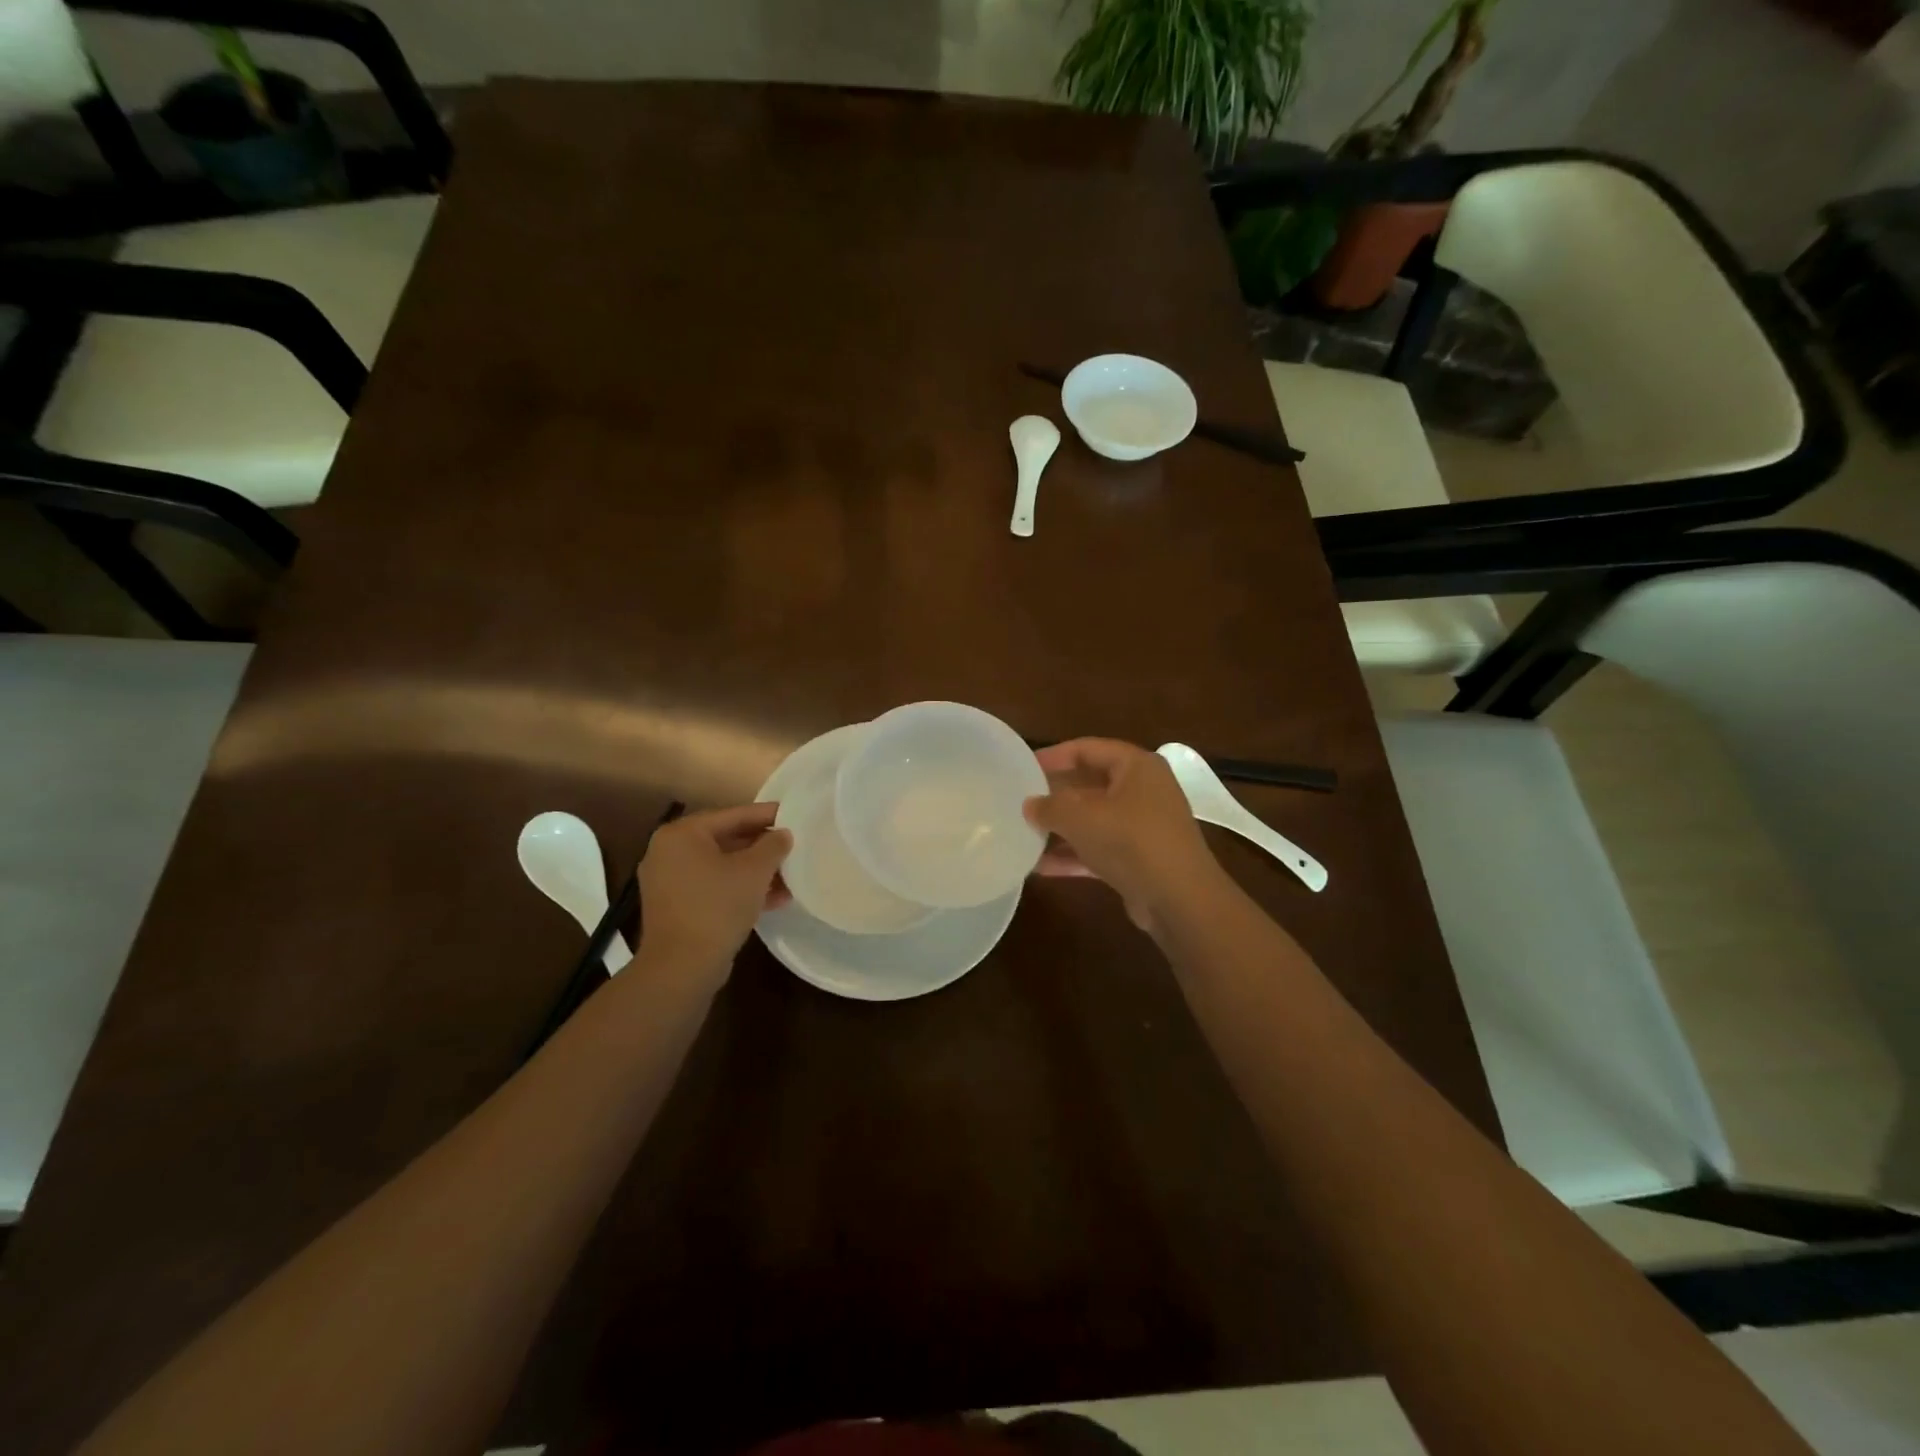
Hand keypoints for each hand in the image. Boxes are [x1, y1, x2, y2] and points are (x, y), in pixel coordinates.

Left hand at [636, 803, 791, 977]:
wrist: (682, 967)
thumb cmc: (717, 907)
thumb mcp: (754, 871)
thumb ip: (773, 845)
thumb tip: (783, 834)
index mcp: (681, 834)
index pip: (732, 815)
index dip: (766, 815)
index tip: (793, 815)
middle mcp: (668, 852)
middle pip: (726, 840)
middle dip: (762, 848)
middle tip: (793, 846)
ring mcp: (669, 881)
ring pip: (722, 866)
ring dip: (755, 872)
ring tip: (790, 878)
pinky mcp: (675, 907)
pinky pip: (713, 887)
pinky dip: (739, 889)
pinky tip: (773, 900)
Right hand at [1024, 738, 1222, 930]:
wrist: (1179, 899)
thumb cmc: (1130, 841)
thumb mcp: (1081, 817)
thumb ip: (1050, 806)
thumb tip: (1030, 805)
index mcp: (1136, 766)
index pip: (1087, 748)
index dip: (1053, 756)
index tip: (1023, 767)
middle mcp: (1143, 790)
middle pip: (1090, 784)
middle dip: (1055, 795)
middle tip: (1022, 801)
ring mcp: (1144, 826)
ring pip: (1094, 819)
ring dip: (1062, 828)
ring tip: (1025, 833)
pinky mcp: (1140, 859)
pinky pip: (1100, 849)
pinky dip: (1074, 855)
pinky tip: (1040, 866)